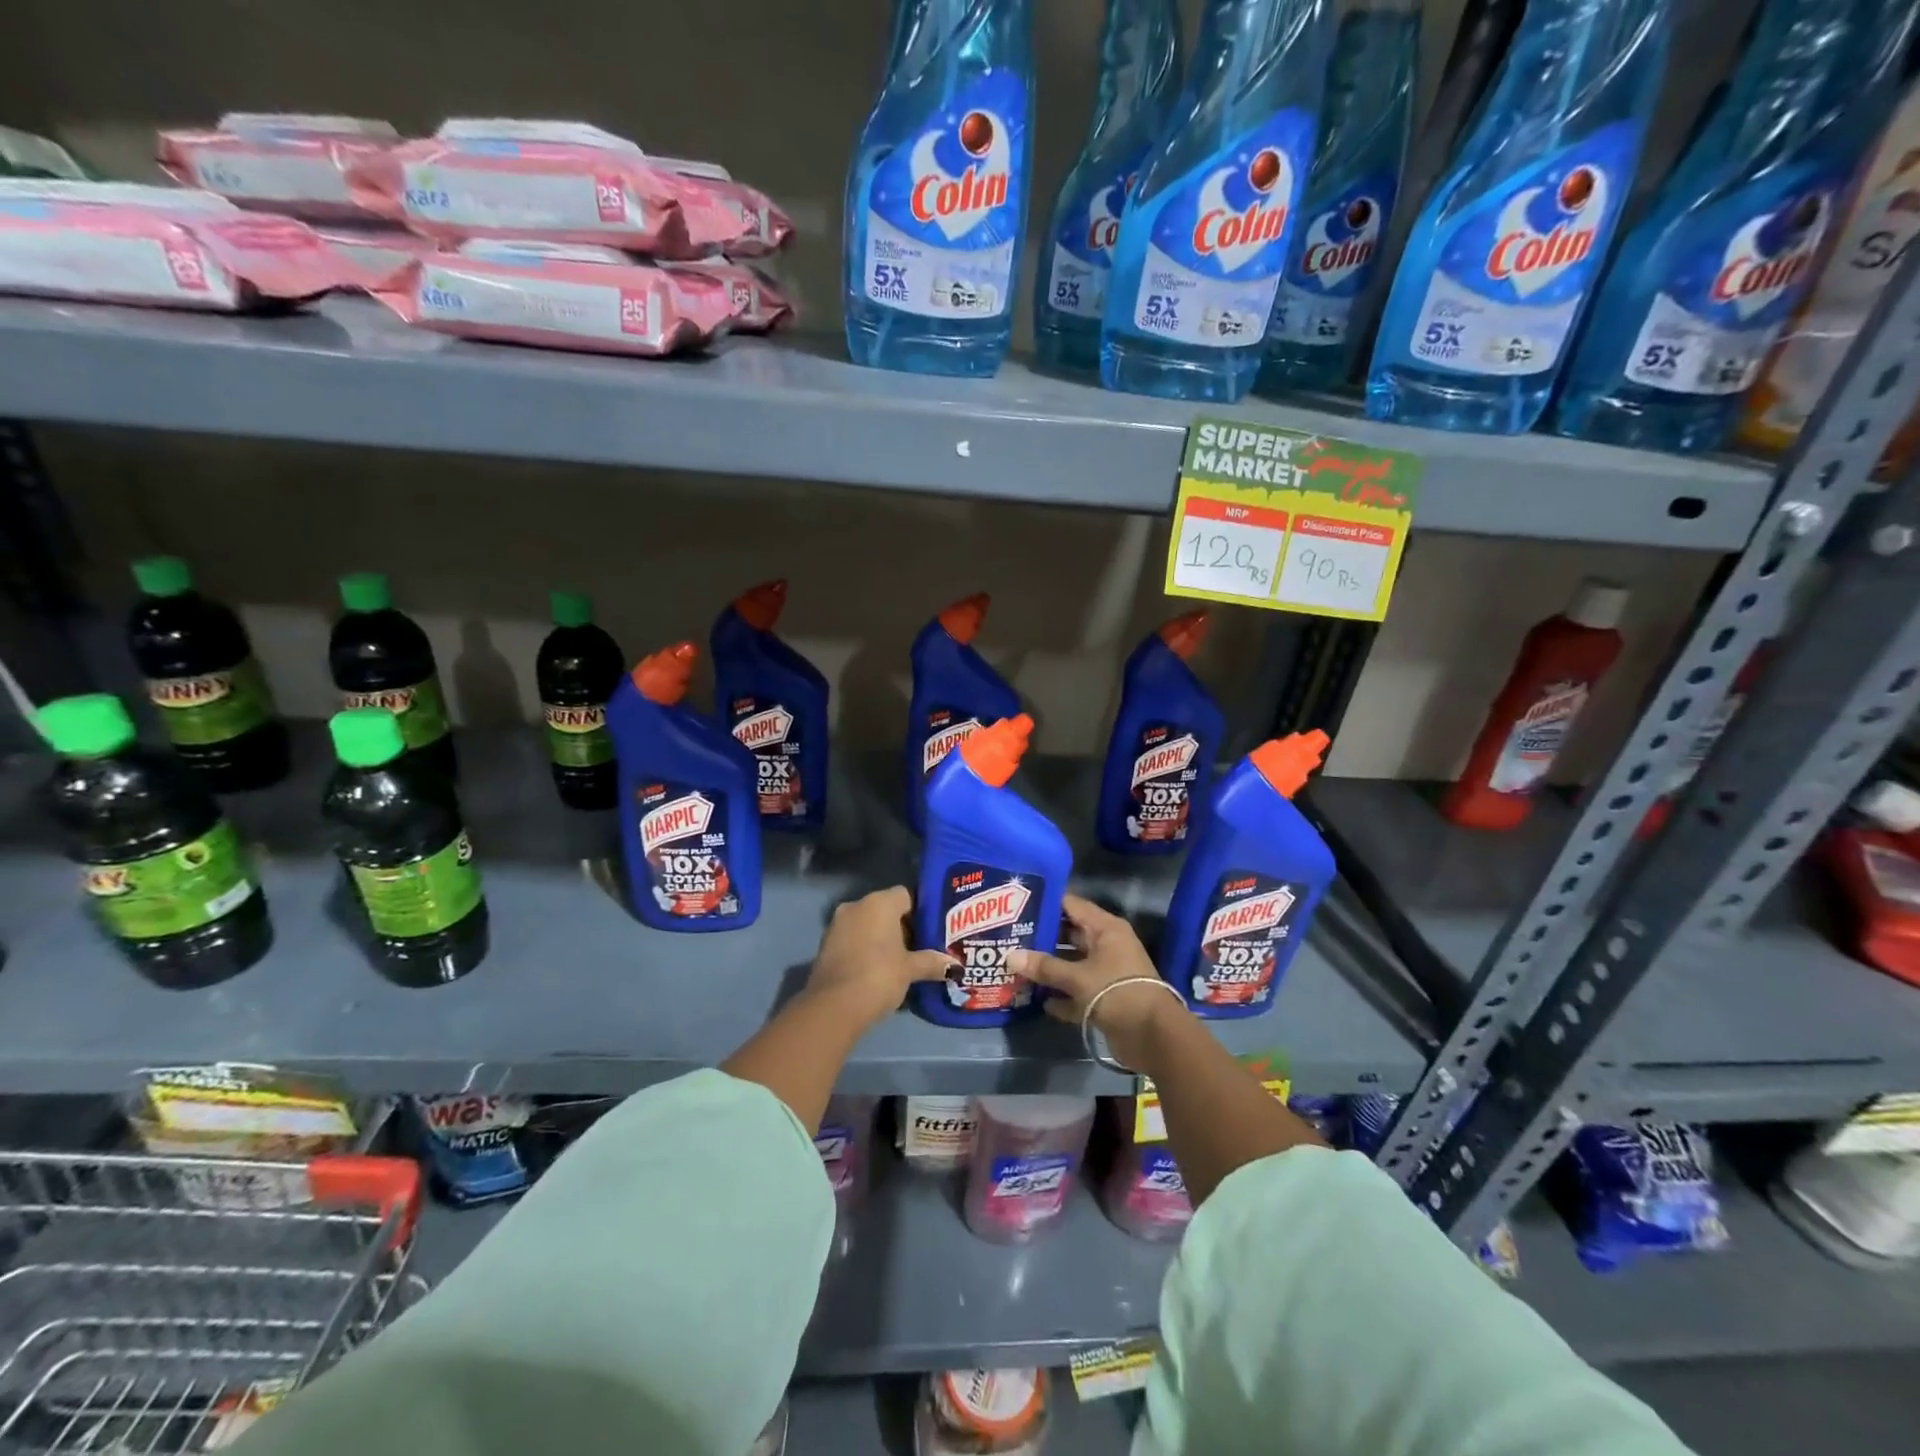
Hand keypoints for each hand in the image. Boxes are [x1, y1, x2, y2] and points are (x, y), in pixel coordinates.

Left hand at [806, 886, 953, 1026]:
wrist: (833, 1007)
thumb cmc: (878, 976)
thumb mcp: (910, 970)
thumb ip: (932, 963)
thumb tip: (956, 966)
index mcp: (879, 902)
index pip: (906, 895)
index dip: (920, 912)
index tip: (931, 932)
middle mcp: (856, 905)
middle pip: (886, 910)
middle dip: (902, 927)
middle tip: (921, 949)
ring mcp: (837, 924)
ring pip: (868, 925)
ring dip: (883, 940)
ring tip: (901, 962)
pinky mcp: (825, 945)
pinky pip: (853, 939)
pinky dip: (866, 949)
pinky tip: (878, 971)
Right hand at [1009, 894, 1187, 1070]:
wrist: (1153, 1037)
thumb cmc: (1117, 992)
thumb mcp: (1078, 978)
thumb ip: (1044, 967)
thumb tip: (1010, 956)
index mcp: (1105, 929)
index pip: (1071, 905)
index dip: (1045, 903)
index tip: (1016, 904)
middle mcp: (1106, 945)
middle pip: (1069, 935)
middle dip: (1041, 938)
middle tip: (1009, 936)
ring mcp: (1106, 972)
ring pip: (1072, 964)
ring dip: (1049, 969)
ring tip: (1016, 967)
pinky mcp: (1105, 998)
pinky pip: (1078, 992)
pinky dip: (1062, 996)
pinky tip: (1039, 1001)